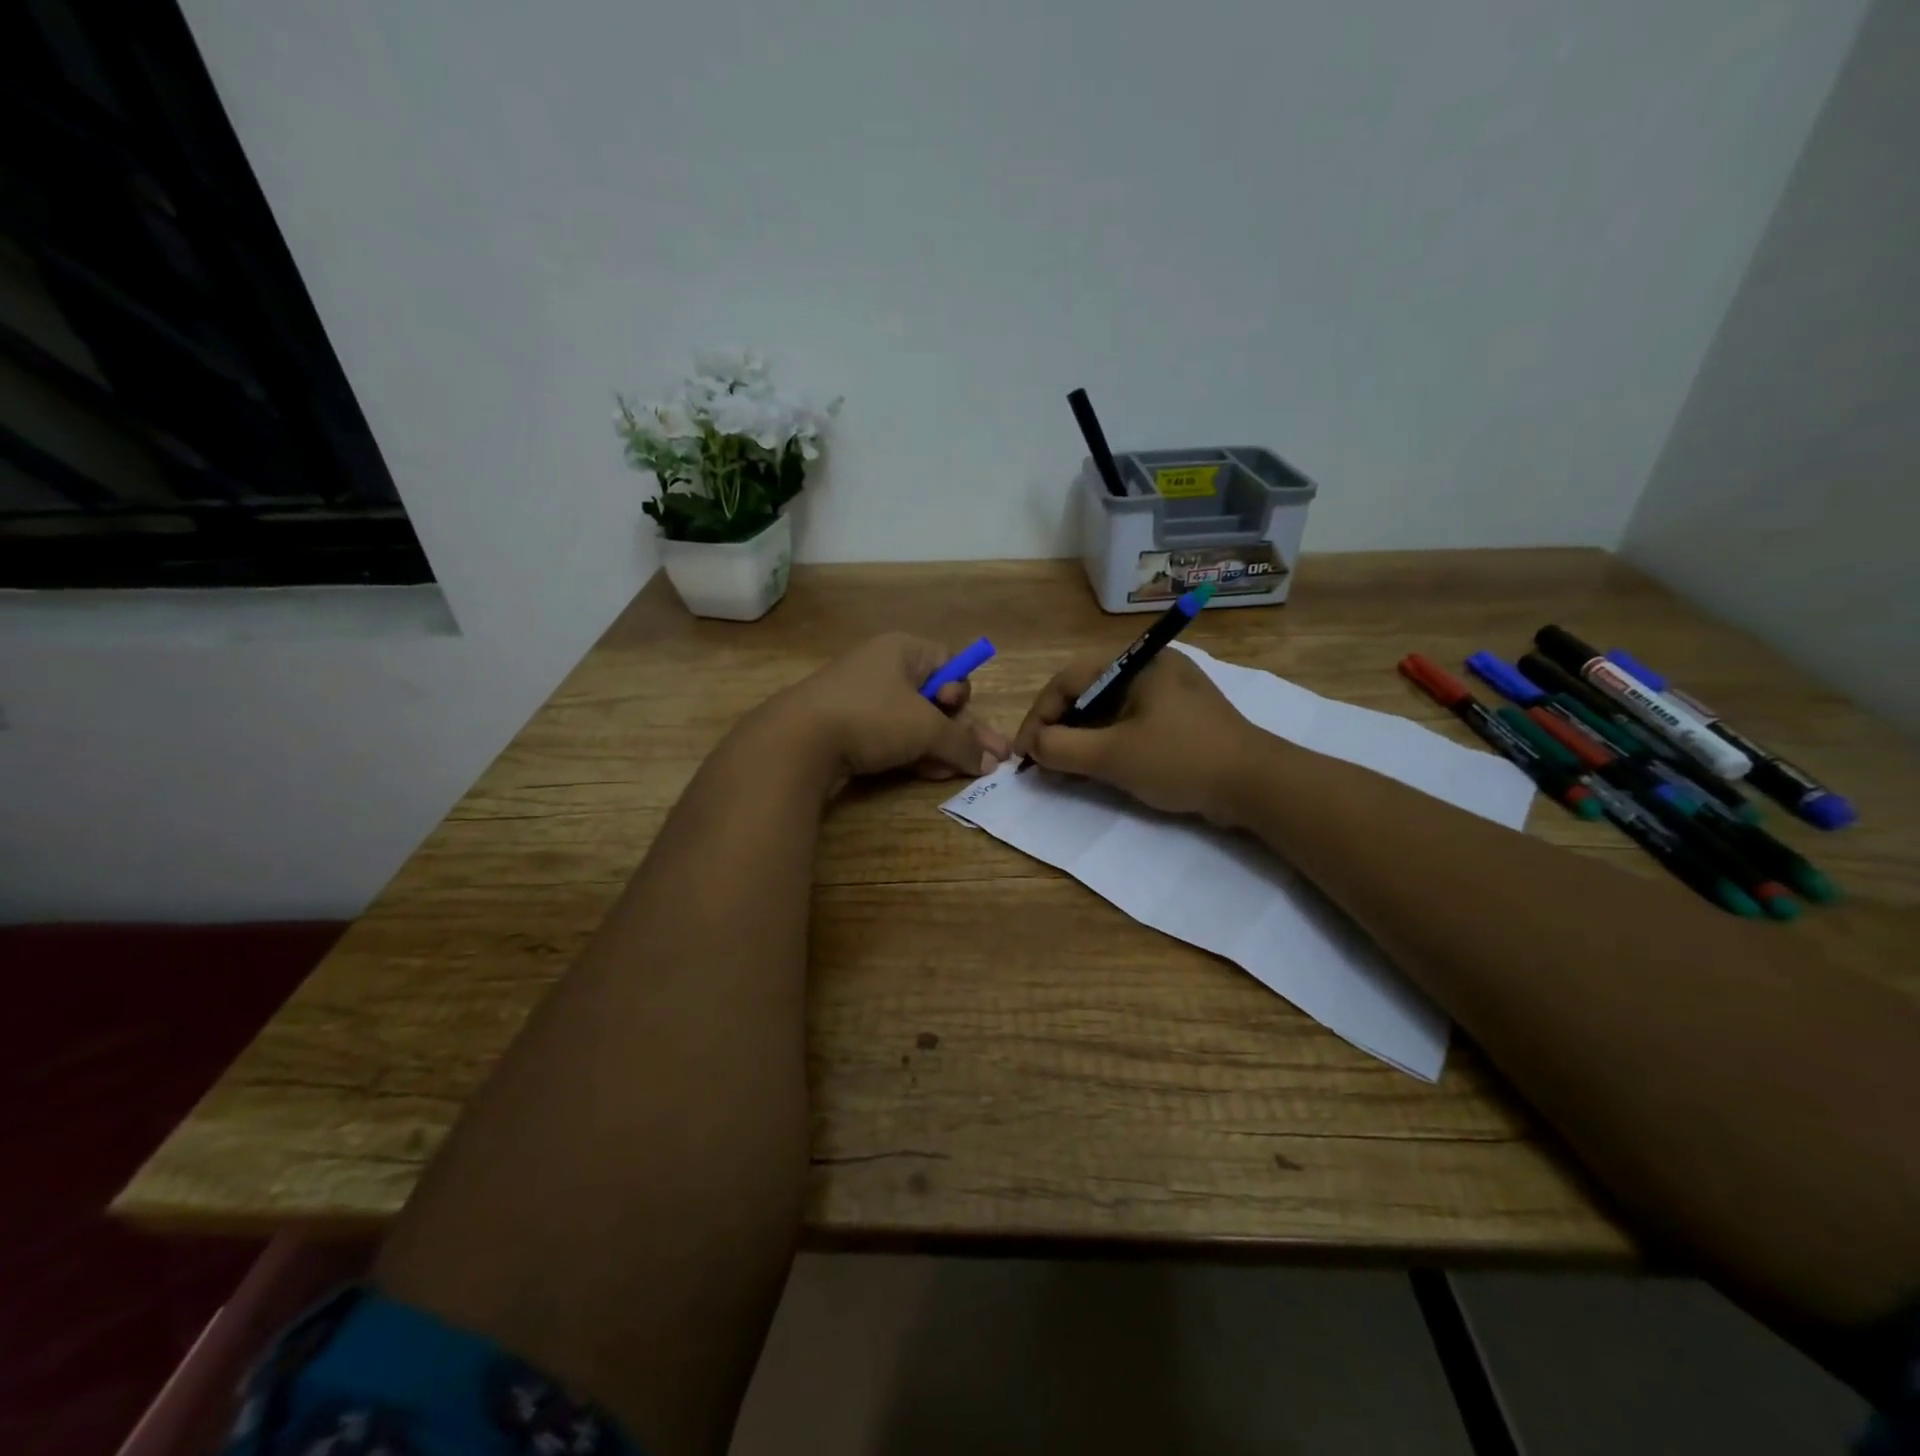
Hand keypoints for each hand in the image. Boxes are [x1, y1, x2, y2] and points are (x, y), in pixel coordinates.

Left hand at [760, 633, 1011, 792]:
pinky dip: (909, 753)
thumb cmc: (871, 717)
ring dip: (937, 746)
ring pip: (912, 721)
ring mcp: (861, 698)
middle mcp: (883, 667)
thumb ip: (962, 744)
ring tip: (954, 773)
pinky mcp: (846, 727)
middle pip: (934, 697)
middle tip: (984, 759)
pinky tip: (925, 774)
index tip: (956, 710)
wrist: (797, 741)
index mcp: (902, 650)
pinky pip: (889, 736)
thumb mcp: (926, 729)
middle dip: (958, 730)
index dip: (960, 689)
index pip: (948, 662)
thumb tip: (994, 762)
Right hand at [1012, 649, 1262, 819]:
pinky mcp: (1181, 718)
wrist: (1257, 785)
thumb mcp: (1112, 756)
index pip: (1068, 680)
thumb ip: (1062, 749)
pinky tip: (1097, 767)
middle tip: (1042, 761)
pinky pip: (1130, 722)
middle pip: (1087, 692)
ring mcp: (1169, 692)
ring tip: (1064, 769)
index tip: (1024, 752)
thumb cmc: (1181, 760)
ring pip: (1108, 710)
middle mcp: (1151, 668)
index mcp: (1136, 662)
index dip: (1038, 716)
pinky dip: (1107, 743)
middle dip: (1059, 728)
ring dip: (1081, 738)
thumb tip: (1033, 746)